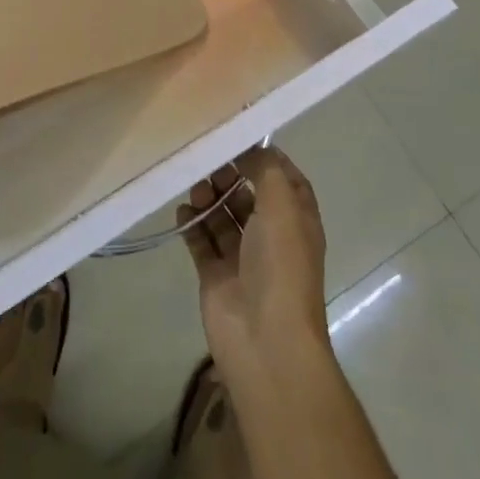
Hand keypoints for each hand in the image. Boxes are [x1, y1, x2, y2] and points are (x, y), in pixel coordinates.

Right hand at [179, 147, 331, 394]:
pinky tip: (182, 210)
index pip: (284, 179)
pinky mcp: (216, 276)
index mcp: (297, 220)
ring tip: (195, 188)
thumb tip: (250, 148)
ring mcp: (243, 257)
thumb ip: (266, 169)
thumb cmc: (281, 265)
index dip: (265, 158)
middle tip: (207, 162)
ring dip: (209, 197)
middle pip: (248, 194)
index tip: (237, 138)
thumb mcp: (282, 205)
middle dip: (229, 175)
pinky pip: (202, 241)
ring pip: (223, 216)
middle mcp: (272, 236)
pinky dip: (192, 224)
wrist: (265, 340)